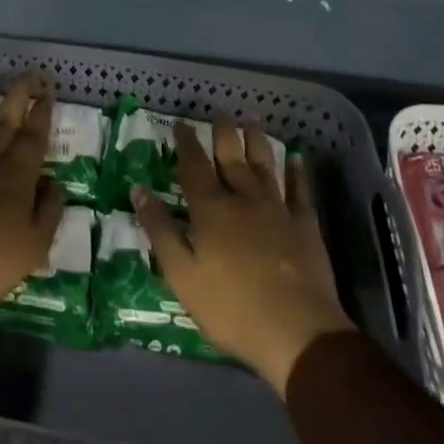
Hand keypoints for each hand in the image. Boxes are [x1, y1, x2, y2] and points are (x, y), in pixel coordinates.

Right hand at [135, 119, 353, 393]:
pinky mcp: (305, 225)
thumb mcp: (183, 275)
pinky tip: (297, 158)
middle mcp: (243, 198)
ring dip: (257, 140)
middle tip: (220, 111)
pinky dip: (297, 172)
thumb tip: (139, 189)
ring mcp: (278, 209)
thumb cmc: (231, 307)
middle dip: (223, 132)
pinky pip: (300, 190)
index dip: (186, 142)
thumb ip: (161, 231)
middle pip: (231, 157)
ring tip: (252, 119)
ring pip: (265, 164)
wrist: (298, 332)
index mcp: (211, 209)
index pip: (194, 166)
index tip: (180, 123)